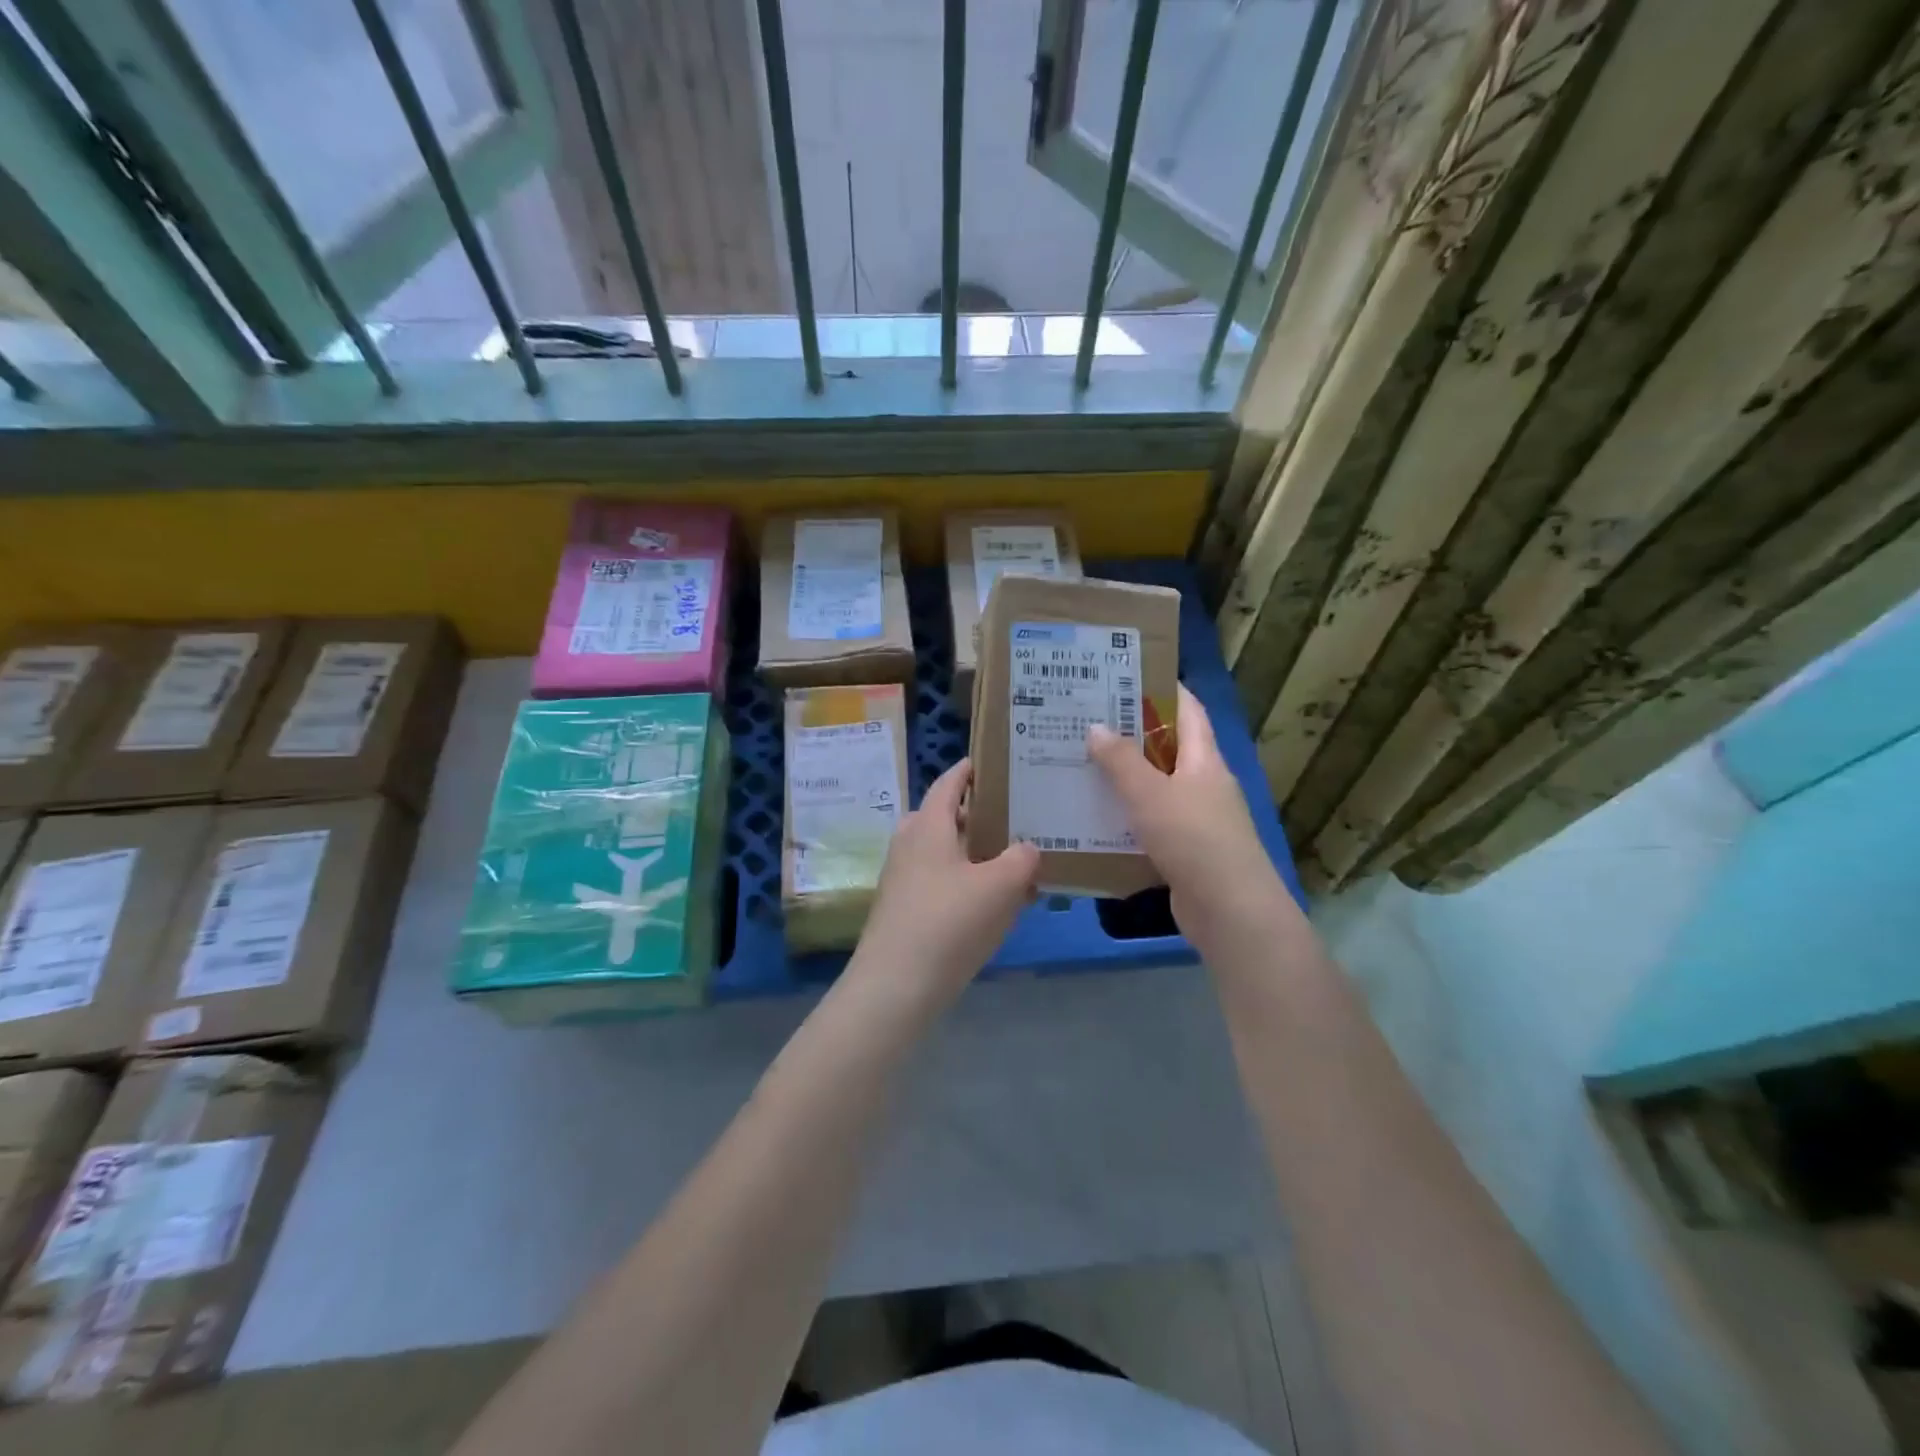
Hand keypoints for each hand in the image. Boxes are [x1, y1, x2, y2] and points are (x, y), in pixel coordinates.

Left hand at [851, 758, 1039, 1000]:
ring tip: (1014, 862)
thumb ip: (1022, 860)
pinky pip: (941, 883)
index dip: (970, 770)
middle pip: (945, 818)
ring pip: (944, 853)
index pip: (949, 783)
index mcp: (927, 826)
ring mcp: (903, 879)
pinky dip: (967, 883)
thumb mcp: (1000, 886)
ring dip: (976, 854)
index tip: (994, 762)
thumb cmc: (949, 923)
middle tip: (1015, 817)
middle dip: (978, 815)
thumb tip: (1027, 848)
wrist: (895, 986)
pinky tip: (995, 904)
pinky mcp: (904, 911)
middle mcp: (909, 845)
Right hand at [1089, 685, 1282, 946]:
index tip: (1124, 675)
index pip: (1188, 709)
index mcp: (1205, 760)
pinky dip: (1126, 817)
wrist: (1230, 912)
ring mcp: (1197, 819)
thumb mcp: (1151, 795)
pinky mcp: (1185, 851)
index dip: (1163, 687)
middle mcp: (1204, 784)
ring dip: (1124, 778)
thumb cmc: (1193, 840)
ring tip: (1079, 764)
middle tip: (1085, 720)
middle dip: (1130, 734)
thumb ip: (1121, 761)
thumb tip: (1095, 726)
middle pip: (1168, 747)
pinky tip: (1093, 817)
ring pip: (1156, 788)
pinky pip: (1151, 823)